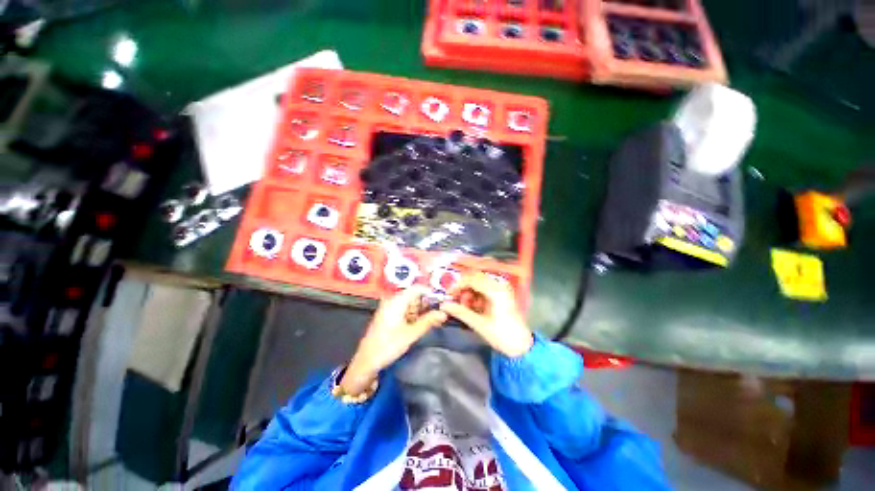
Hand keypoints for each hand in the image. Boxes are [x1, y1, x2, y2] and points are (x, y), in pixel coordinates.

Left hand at [341, 286, 446, 394]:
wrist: (366, 362)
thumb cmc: (387, 346)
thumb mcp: (411, 334)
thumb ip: (428, 321)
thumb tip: (444, 313)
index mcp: (397, 300)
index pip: (418, 288)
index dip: (431, 293)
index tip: (442, 302)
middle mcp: (393, 300)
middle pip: (415, 295)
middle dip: (428, 304)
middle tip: (440, 314)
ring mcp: (390, 307)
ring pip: (411, 303)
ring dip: (422, 311)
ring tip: (434, 321)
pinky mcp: (389, 315)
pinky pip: (405, 310)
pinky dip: (414, 315)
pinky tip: (421, 324)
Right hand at [440, 273, 533, 356]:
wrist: (521, 345)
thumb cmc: (502, 335)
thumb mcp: (479, 324)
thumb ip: (461, 312)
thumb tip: (444, 305)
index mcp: (496, 290)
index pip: (472, 279)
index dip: (458, 285)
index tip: (448, 294)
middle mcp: (499, 285)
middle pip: (475, 278)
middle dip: (463, 287)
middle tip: (455, 300)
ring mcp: (501, 288)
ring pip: (479, 283)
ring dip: (469, 291)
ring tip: (464, 306)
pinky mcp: (501, 294)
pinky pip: (484, 289)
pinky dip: (475, 295)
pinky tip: (472, 306)